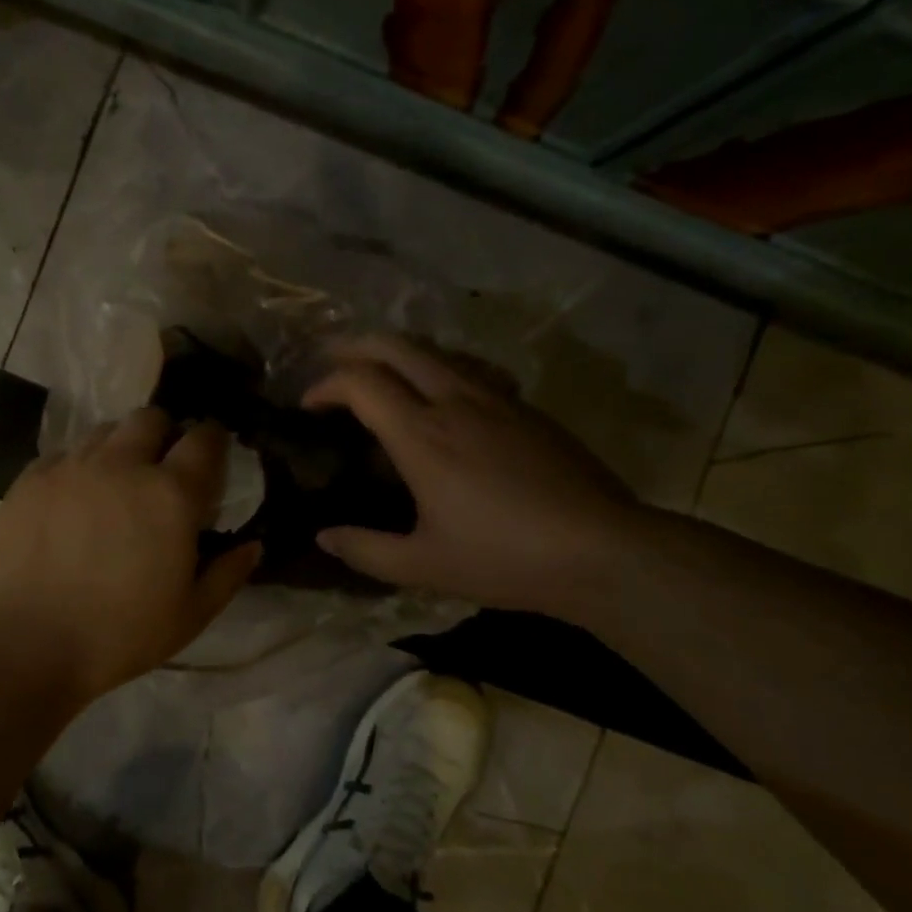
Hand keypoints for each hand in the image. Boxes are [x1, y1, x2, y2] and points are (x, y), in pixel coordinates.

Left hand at [0, 409, 261, 698]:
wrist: (23, 644)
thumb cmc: (118, 635)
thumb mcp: (190, 615)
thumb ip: (227, 574)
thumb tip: (252, 545)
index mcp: (171, 494)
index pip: (204, 439)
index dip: (213, 439)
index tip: (212, 454)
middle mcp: (123, 464)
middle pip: (151, 418)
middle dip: (164, 433)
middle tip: (161, 469)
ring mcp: (72, 466)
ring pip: (106, 430)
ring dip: (121, 447)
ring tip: (116, 483)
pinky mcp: (31, 478)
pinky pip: (64, 453)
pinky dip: (78, 466)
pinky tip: (73, 500)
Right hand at [303, 336, 643, 612]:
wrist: (602, 549)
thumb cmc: (505, 558)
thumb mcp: (424, 565)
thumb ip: (366, 550)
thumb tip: (324, 537)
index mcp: (422, 435)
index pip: (360, 382)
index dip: (325, 385)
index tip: (308, 405)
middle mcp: (454, 401)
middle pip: (395, 346)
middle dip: (354, 347)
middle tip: (332, 366)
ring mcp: (496, 398)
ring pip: (435, 350)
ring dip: (397, 353)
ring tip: (380, 376)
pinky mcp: (525, 407)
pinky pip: (469, 369)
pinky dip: (438, 369)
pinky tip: (444, 398)